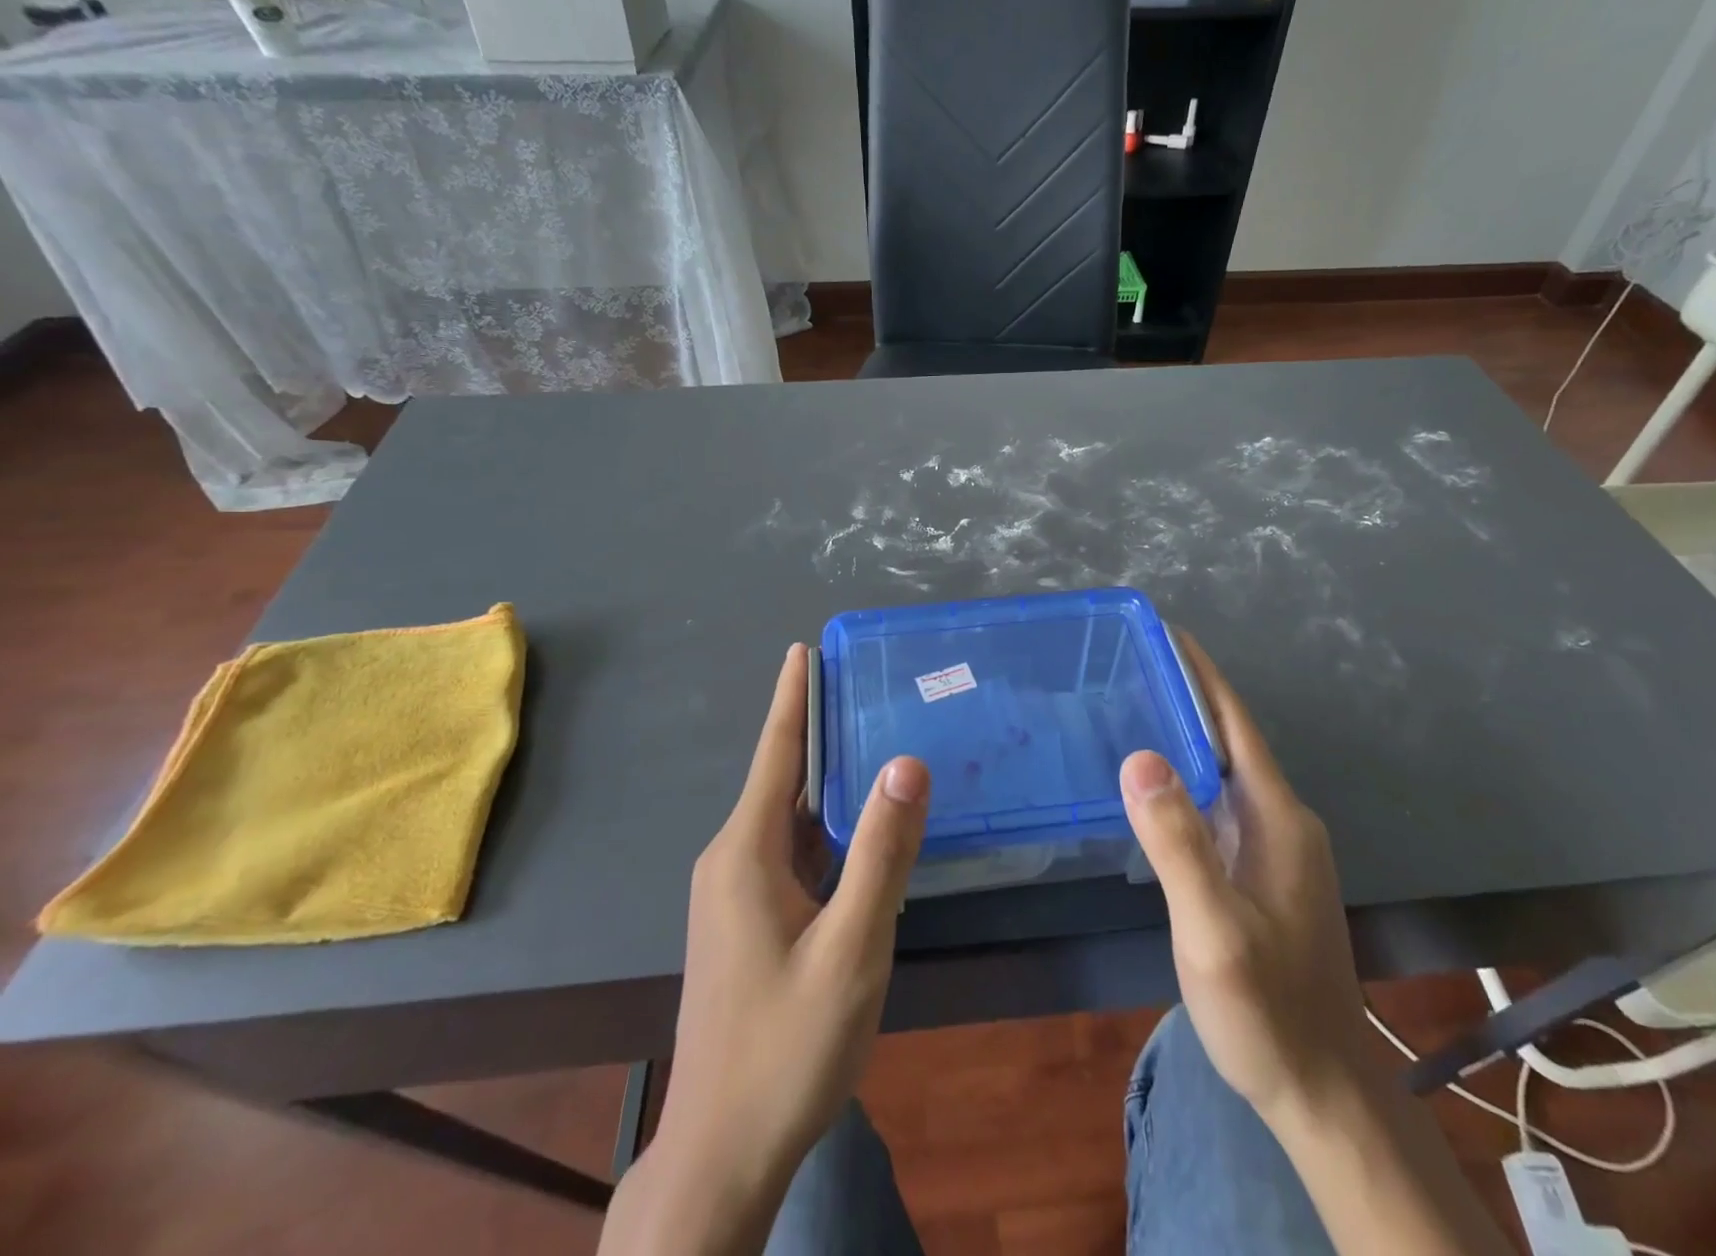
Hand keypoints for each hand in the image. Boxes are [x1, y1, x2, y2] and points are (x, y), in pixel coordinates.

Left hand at [621, 644, 928, 1246]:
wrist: (721, 1154)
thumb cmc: (787, 1047)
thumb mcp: (851, 947)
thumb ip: (881, 853)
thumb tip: (905, 763)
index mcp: (745, 851)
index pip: (776, 752)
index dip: (792, 697)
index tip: (803, 648)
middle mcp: (733, 860)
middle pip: (785, 779)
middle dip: (822, 731)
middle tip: (870, 688)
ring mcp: (736, 894)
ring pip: (791, 820)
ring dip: (829, 783)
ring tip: (877, 744)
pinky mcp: (748, 922)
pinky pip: (792, 854)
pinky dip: (826, 829)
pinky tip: (862, 831)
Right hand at [1121, 632, 1369, 1134]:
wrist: (1320, 1087)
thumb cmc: (1266, 1008)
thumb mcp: (1214, 930)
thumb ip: (1179, 844)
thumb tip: (1139, 757)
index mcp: (1276, 816)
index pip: (1234, 722)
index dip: (1200, 674)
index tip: (1162, 632)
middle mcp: (1282, 819)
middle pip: (1228, 738)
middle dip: (1183, 694)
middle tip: (1124, 665)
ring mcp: (1276, 847)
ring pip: (1222, 770)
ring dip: (1183, 733)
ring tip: (1127, 708)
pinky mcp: (1262, 871)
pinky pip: (1218, 802)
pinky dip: (1185, 776)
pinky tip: (1152, 783)